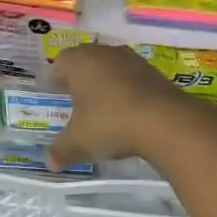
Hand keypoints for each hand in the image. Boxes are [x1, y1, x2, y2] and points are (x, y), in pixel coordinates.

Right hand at [47, 44, 216, 169]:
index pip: (61, 62)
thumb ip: (61, 150)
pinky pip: (133, 80)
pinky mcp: (156, 74)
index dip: (56, 77)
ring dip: (106, 83)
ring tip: (102, 107)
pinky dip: (127, 92)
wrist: (166, 122)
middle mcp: (106, 54)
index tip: (55, 91)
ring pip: (112, 68)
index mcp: (80, 62)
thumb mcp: (79, 142)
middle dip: (80, 79)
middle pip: (87, 61)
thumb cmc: (110, 123)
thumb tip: (50, 162)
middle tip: (75, 98)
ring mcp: (134, 61)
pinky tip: (127, 113)